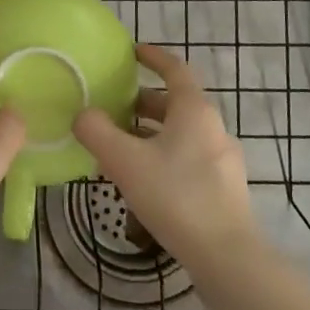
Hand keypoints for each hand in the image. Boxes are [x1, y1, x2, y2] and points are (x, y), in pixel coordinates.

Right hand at [73, 44, 259, 276]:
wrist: (226, 257)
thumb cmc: (175, 196)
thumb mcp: (125, 161)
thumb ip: (97, 132)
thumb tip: (82, 115)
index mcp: (194, 110)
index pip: (174, 69)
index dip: (153, 57)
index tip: (132, 52)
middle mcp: (213, 127)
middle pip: (176, 103)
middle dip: (143, 102)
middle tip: (113, 107)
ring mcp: (223, 159)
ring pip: (181, 133)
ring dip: (152, 132)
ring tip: (121, 147)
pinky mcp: (224, 189)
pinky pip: (189, 158)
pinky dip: (164, 156)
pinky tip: (144, 181)